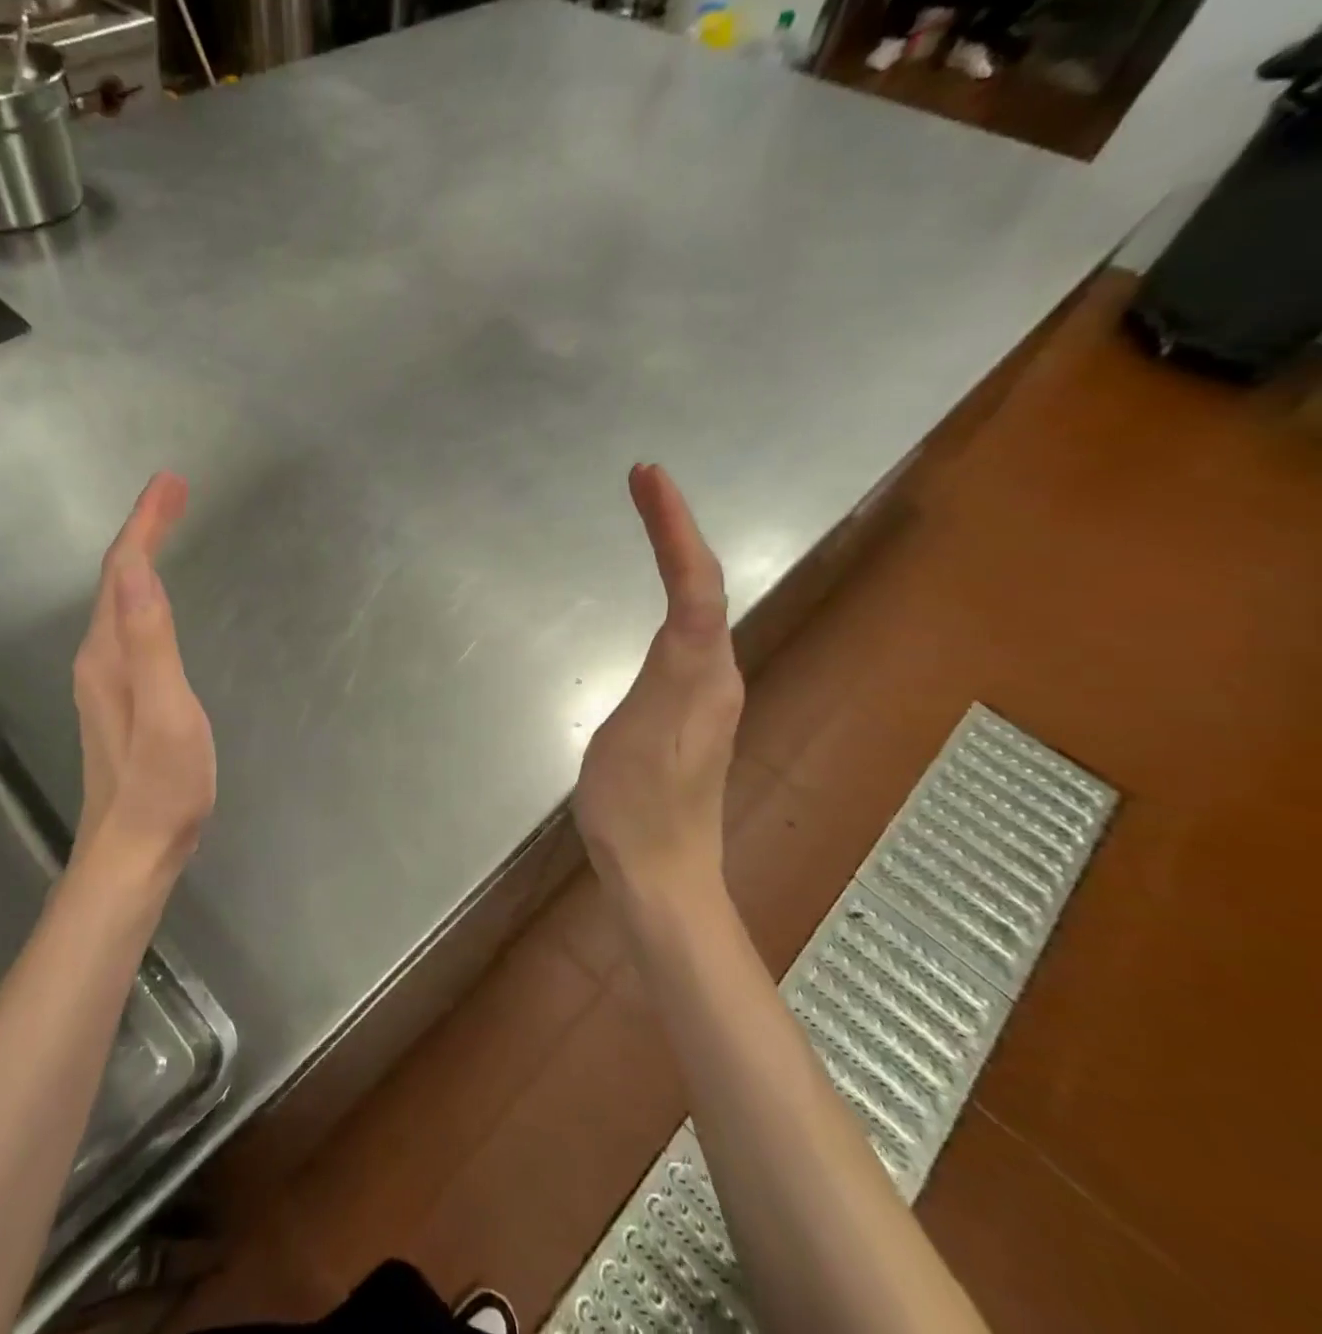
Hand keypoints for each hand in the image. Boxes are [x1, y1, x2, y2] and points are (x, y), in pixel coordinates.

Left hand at [71, 472, 216, 875]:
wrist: (134, 850)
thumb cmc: (161, 785)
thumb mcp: (164, 711)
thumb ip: (149, 641)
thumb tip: (134, 569)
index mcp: (109, 653)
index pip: (122, 570)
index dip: (145, 523)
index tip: (172, 484)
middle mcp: (98, 657)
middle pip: (116, 578)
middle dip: (144, 530)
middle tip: (175, 494)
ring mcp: (105, 679)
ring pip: (120, 600)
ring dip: (142, 557)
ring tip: (168, 528)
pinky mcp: (119, 697)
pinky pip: (128, 623)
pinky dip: (143, 591)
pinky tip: (156, 596)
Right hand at [573, 464, 743, 894]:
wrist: (662, 873)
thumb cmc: (636, 808)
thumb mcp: (636, 736)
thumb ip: (666, 674)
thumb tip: (687, 623)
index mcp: (700, 673)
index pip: (695, 583)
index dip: (674, 527)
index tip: (648, 478)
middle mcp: (715, 672)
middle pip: (704, 583)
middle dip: (676, 526)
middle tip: (643, 482)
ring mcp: (706, 692)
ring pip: (700, 604)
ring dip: (677, 553)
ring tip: (648, 516)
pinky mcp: (691, 709)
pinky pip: (687, 629)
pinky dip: (672, 589)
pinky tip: (657, 590)